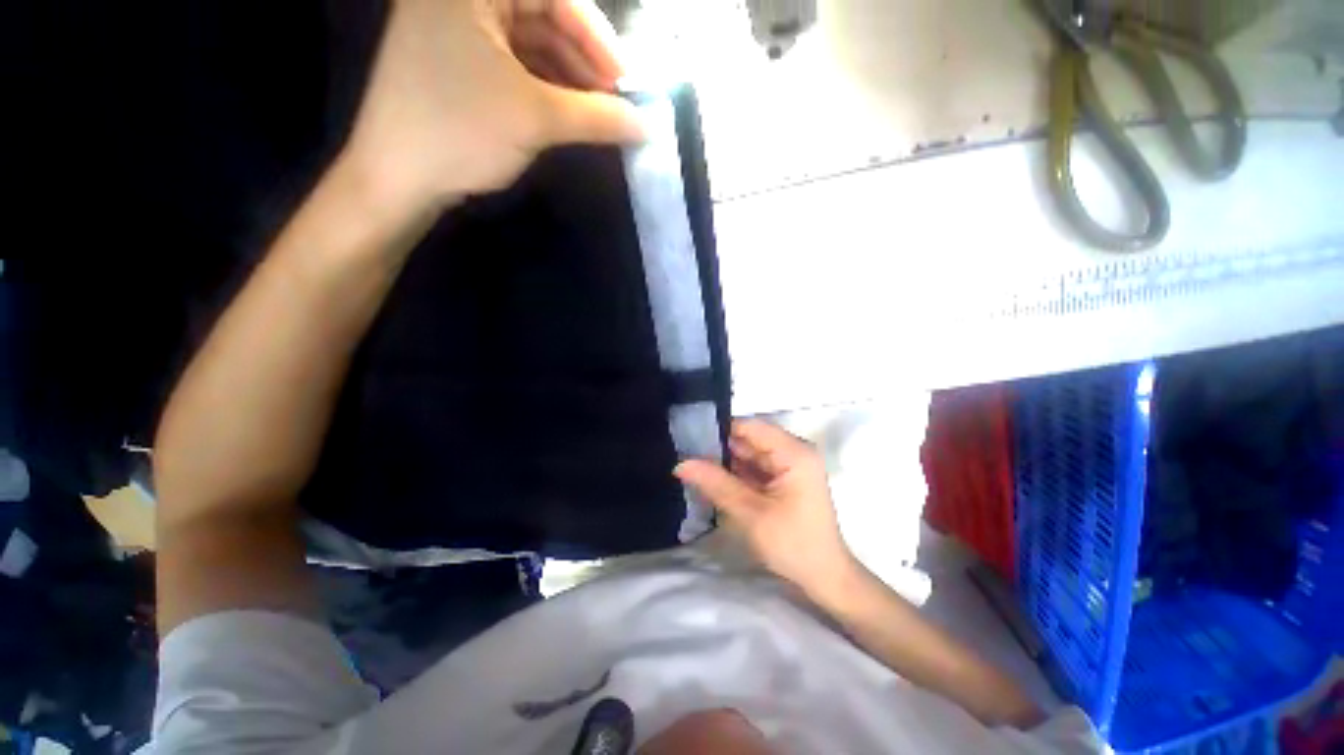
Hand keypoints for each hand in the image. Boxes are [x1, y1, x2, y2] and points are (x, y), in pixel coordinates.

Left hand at [343, 0, 642, 213]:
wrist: (397, 179)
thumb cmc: (461, 132)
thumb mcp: (537, 119)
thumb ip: (598, 117)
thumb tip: (646, 125)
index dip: (597, 37)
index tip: (626, 81)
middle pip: (542, 16)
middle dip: (584, 61)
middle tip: (614, 101)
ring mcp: (455, 29)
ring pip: (530, 45)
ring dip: (568, 79)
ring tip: (597, 114)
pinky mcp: (456, 63)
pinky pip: (513, 65)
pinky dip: (544, 89)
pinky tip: (568, 114)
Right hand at [675, 420, 859, 598]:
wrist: (825, 578)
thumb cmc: (794, 545)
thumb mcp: (751, 514)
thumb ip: (716, 483)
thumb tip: (681, 463)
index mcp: (794, 452)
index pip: (750, 427)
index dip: (720, 430)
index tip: (690, 439)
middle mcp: (794, 450)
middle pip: (749, 439)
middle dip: (720, 447)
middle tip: (686, 454)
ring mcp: (790, 464)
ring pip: (749, 453)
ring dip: (725, 461)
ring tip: (692, 464)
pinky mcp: (785, 478)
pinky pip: (755, 467)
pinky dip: (736, 473)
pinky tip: (712, 478)